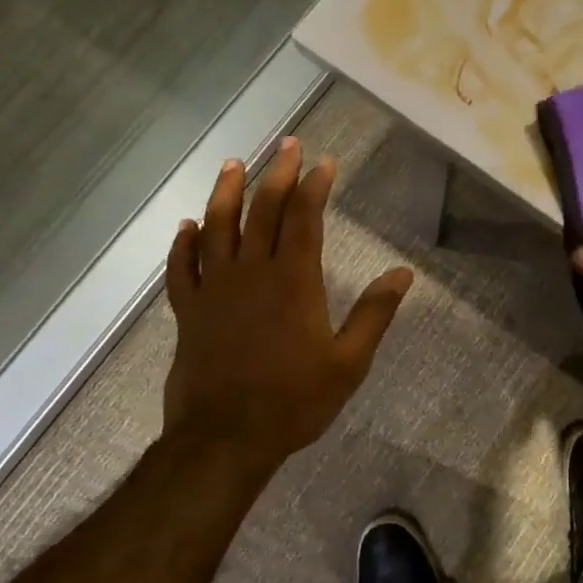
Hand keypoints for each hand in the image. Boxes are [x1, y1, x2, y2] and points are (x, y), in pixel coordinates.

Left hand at [162, 139, 411, 458]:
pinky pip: (180, 268)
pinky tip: (187, 225)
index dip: (315, 186)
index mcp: (293, 281)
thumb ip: (374, 313)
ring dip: (226, 192)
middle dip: (277, 174)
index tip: (324, 161)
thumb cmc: (295, 400)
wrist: (225, 438)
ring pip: (217, 227)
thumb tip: (402, 273)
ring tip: (233, 164)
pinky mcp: (188, 312)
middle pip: (262, 211)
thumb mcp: (349, 361)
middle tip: (287, 145)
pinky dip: (183, 243)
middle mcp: (251, 273)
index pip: (304, 218)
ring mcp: (214, 290)